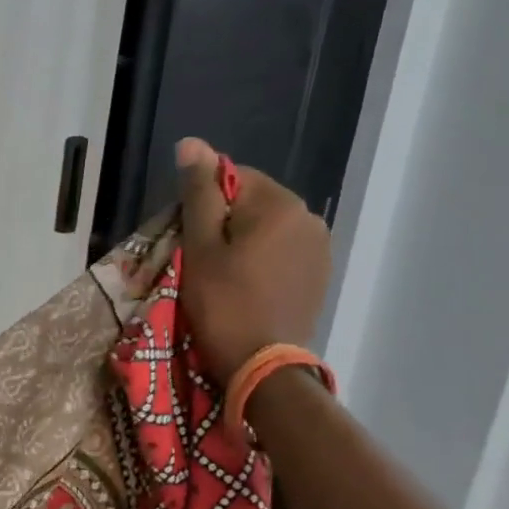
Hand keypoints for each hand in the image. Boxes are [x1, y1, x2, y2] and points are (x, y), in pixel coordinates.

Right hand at [175, 137, 331, 383]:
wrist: (263, 366)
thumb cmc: (223, 302)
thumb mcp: (200, 245)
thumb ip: (199, 192)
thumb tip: (191, 143)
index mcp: (280, 204)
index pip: (232, 176)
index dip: (203, 202)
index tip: (189, 236)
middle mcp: (309, 217)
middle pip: (252, 201)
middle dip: (224, 221)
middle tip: (200, 258)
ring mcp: (320, 248)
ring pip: (267, 227)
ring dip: (242, 241)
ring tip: (222, 274)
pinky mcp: (319, 274)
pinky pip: (282, 250)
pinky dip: (261, 259)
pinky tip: (246, 286)